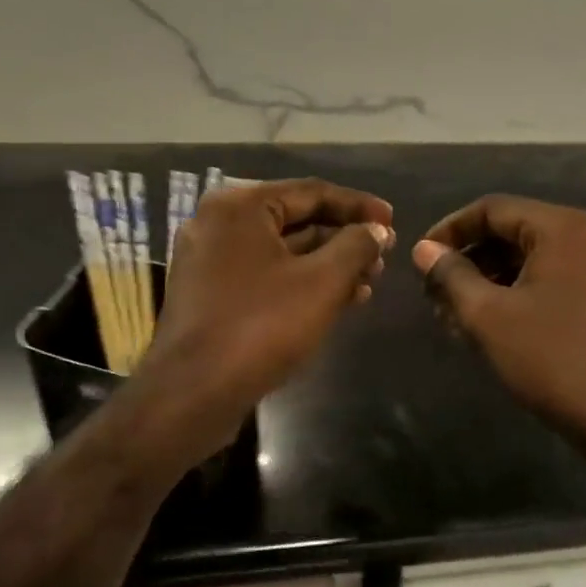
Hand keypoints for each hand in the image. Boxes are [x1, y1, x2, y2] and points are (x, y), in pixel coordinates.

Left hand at [137, 178, 393, 447]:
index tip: (393, 220)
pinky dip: (301, 283)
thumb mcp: (322, 282)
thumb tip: (376, 230)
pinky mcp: (210, 295)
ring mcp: (210, 261)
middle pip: (296, 220)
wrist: (192, 394)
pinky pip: (265, 276)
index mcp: (240, 207)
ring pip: (282, 252)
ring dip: (328, 264)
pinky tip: (338, 301)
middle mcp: (219, 224)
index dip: (359, 206)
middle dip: (344, 239)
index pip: (312, 192)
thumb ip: (356, 247)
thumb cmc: (261, 326)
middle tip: (383, 256)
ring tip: (369, 282)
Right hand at [413, 195, 585, 453]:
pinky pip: (558, 281)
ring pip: (536, 260)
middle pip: (516, 233)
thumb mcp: (490, 316)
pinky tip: (497, 325)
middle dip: (471, 261)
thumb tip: (424, 250)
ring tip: (459, 317)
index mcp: (566, 227)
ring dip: (493, 281)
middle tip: (437, 295)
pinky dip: (523, 294)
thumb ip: (451, 276)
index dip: (450, 230)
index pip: (493, 210)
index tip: (421, 260)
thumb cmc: (555, 360)